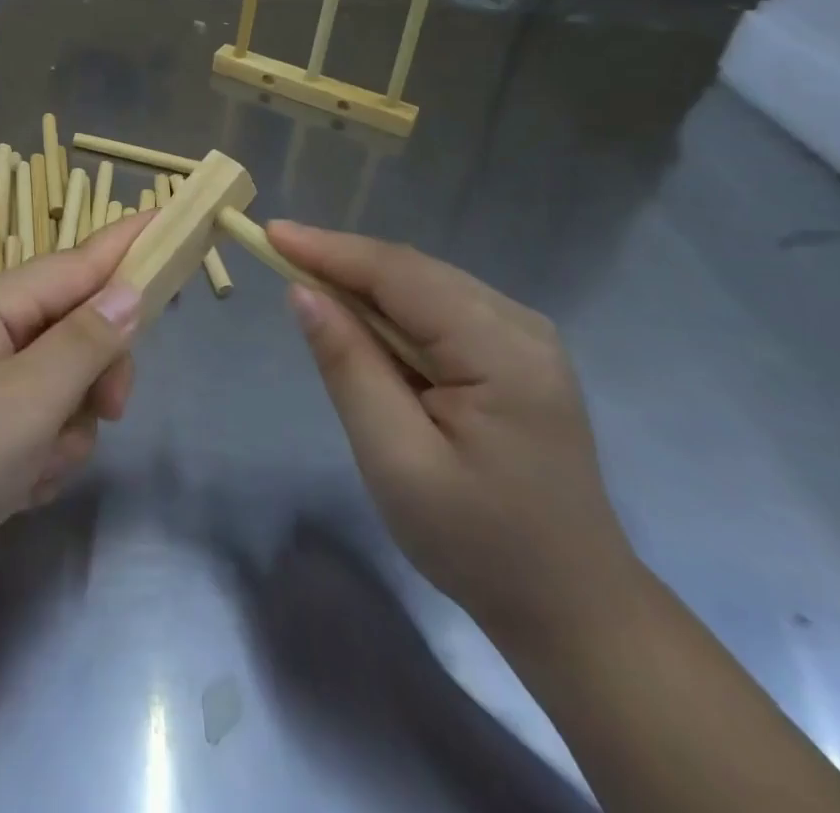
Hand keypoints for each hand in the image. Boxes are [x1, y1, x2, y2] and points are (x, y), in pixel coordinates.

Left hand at [0, 215, 149, 591]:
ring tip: (37, 464)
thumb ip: (84, 343)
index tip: (169, 218)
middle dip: (98, 373)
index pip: (77, 262)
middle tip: (110, 411)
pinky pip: (43, 416)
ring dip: (69, 426)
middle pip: (78, 326)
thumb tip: (130, 292)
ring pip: (68, 379)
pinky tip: (20, 483)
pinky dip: (45, 450)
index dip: (126, 244)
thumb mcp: (27, 401)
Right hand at [269, 223, 637, 637]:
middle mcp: (520, 326)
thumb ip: (349, 367)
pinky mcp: (514, 353)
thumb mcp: (396, 459)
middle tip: (275, 254)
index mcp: (502, 352)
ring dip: (361, 280)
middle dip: (341, 260)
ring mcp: (523, 337)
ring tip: (303, 281)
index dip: (330, 250)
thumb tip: (303, 293)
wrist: (571, 606)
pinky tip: (358, 318)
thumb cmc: (477, 542)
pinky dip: (388, 304)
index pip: (400, 274)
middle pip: (413, 270)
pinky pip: (437, 307)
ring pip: (423, 283)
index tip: (268, 233)